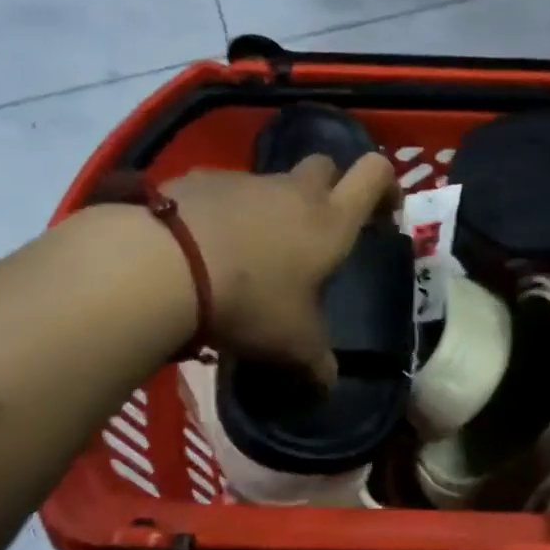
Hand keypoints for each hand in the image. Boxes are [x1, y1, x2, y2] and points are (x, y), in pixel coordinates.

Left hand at [163, 156, 397, 383]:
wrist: (163, 265)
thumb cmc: (250, 301)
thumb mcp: (292, 344)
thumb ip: (316, 363)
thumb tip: (328, 384)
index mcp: (330, 221)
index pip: (374, 175)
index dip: (386, 185)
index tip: (383, 210)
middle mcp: (293, 191)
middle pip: (324, 166)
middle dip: (328, 187)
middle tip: (316, 229)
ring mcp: (244, 180)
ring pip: (270, 183)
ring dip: (270, 207)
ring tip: (249, 252)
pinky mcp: (198, 180)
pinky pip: (222, 192)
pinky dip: (223, 213)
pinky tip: (203, 248)